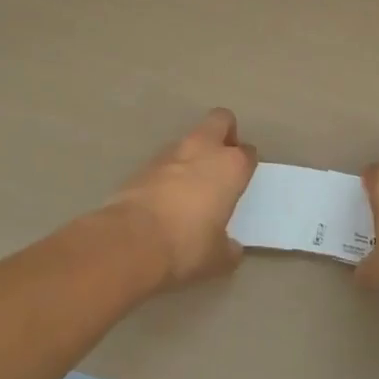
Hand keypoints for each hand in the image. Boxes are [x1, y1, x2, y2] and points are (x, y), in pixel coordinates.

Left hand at [110, 109, 257, 288]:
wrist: (130, 242)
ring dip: (193, 155)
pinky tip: (165, 198)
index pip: (248, 153)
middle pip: (220, 120)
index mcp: (231, 166)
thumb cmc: (187, 246)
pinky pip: (164, 161)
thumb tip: (231, 248)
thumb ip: (229, 248)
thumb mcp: (217, 258)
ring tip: (190, 185)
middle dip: (224, 133)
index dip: (247, 165)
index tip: (243, 181)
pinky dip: (168, 172)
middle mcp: (204, 150)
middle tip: (222, 161)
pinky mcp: (142, 165)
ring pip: (189, 140)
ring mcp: (170, 153)